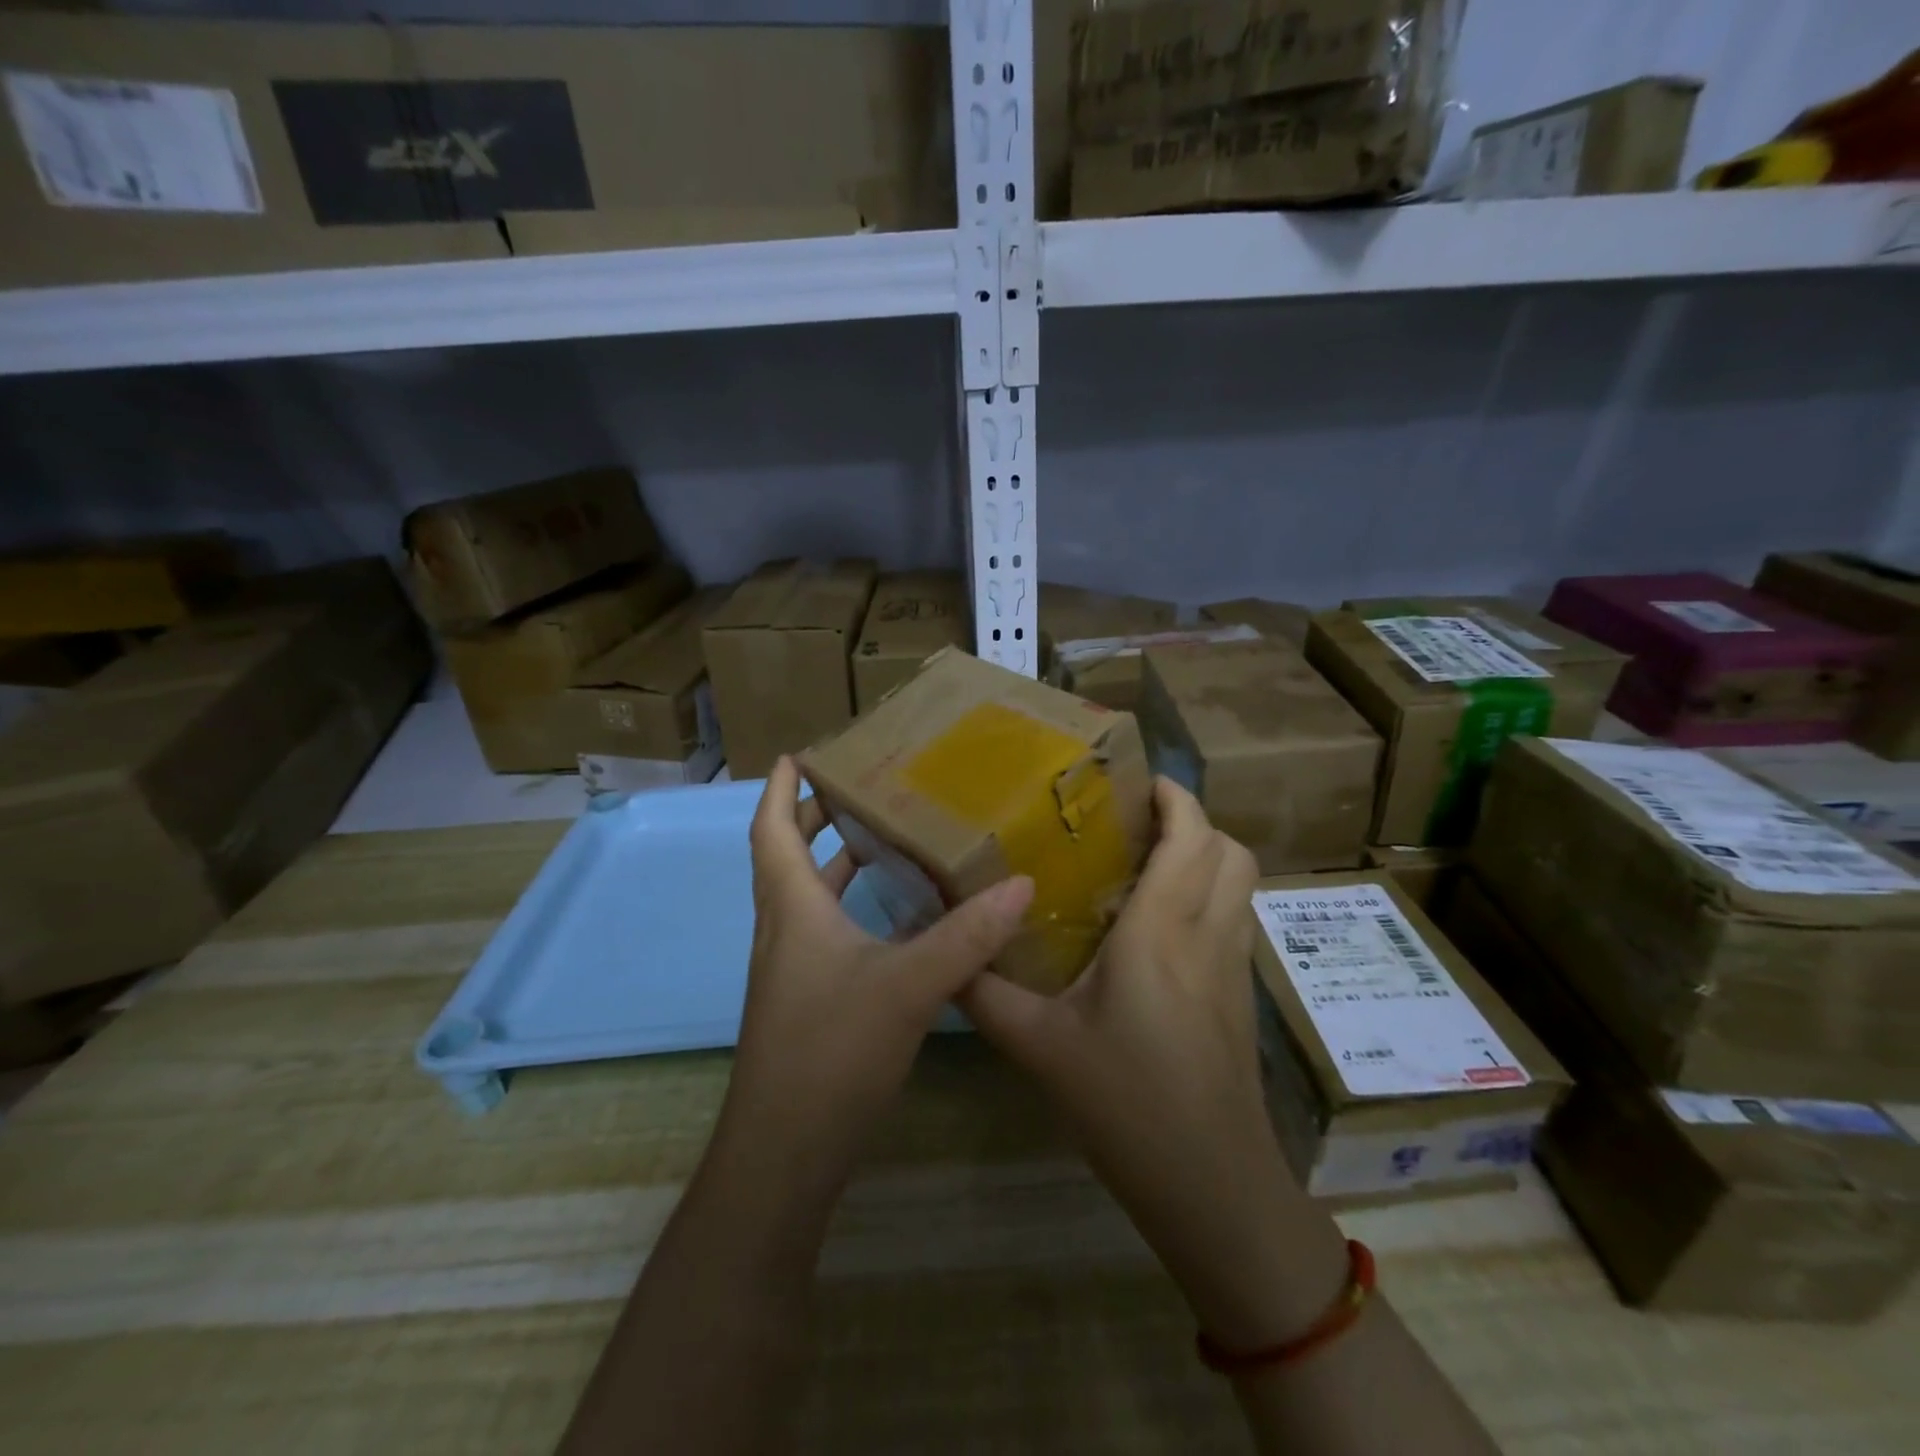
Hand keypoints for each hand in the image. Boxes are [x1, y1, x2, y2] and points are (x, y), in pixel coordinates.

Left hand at [723, 757, 1034, 1189]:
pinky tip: (896, 918)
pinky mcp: (809, 1001)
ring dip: (835, 862)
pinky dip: (853, 908)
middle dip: (813, 817)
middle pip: (787, 857)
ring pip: (808, 897)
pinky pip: (826, 932)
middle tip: (857, 787)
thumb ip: (967, 935)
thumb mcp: (910, 985)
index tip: (797, 753)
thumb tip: (1022, 883)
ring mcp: (793, 970)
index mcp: (792, 909)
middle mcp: (784, 930)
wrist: (785, 1154)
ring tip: (883, 838)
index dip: (779, 788)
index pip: (770, 829)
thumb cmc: (832, 1051)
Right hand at [959, 778, 1342, 1345]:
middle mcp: (1207, 934)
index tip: (1136, 782)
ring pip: (1240, 883)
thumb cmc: (1125, 1104)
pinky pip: (1234, 917)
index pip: (1191, 838)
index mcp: (1161, 931)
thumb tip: (946, 954)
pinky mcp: (1240, 994)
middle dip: (1193, 819)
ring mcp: (1233, 965)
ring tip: (1147, 861)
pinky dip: (1209, 894)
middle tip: (1136, 821)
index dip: (1175, 797)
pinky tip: (1159, 924)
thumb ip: (984, 992)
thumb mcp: (1038, 1045)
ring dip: (1206, 855)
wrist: (1210, 1184)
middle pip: (1230, 850)